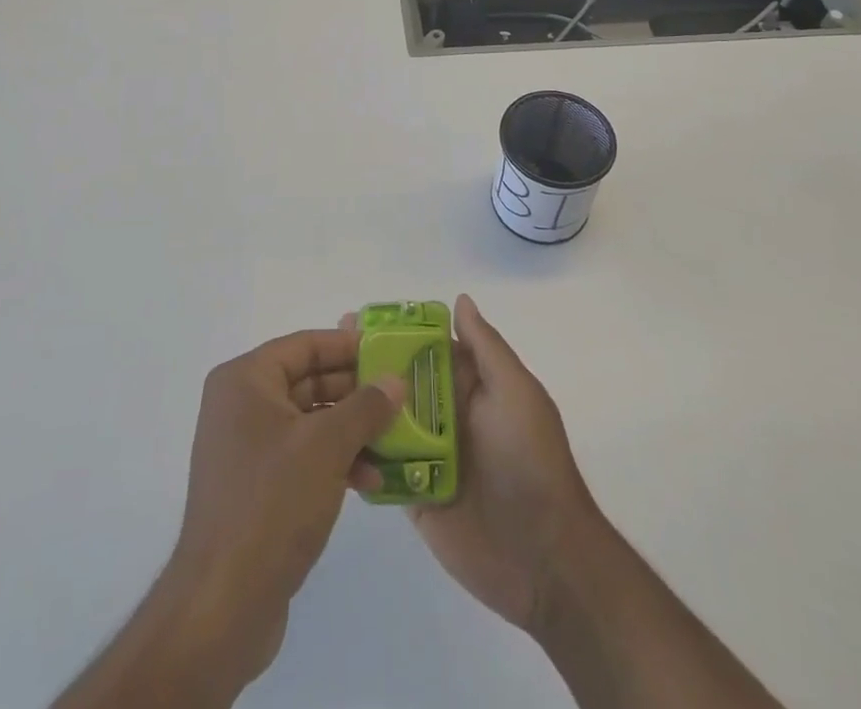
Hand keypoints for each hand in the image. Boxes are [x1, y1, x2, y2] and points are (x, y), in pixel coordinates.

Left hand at [160, 328, 405, 691]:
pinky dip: (335, 462)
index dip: (347, 346)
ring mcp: (247, 449)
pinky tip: (371, 480)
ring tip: (395, 441)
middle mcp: (240, 406)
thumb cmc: (272, 504)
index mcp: (245, 381)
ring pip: (310, 422)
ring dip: (352, 430)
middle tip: (401, 396)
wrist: (222, 606)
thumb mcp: (326, 447)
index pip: (304, 345)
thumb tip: (396, 381)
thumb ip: (365, 407)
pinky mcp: (257, 488)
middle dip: (356, 392)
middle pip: (308, 381)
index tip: (389, 352)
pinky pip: (303, 457)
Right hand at [346, 295, 601, 633]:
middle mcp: (446, 414)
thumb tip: (459, 300)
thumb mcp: (516, 393)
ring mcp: (427, 456)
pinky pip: (380, 468)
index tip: (353, 318)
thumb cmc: (530, 462)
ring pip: (383, 421)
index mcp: (470, 386)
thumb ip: (485, 348)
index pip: (425, 347)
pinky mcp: (414, 496)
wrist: (545, 560)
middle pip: (399, 381)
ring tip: (315, 391)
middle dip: (365, 364)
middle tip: (324, 350)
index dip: (393, 331)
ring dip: (355, 406)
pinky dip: (357, 454)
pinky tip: (322, 440)